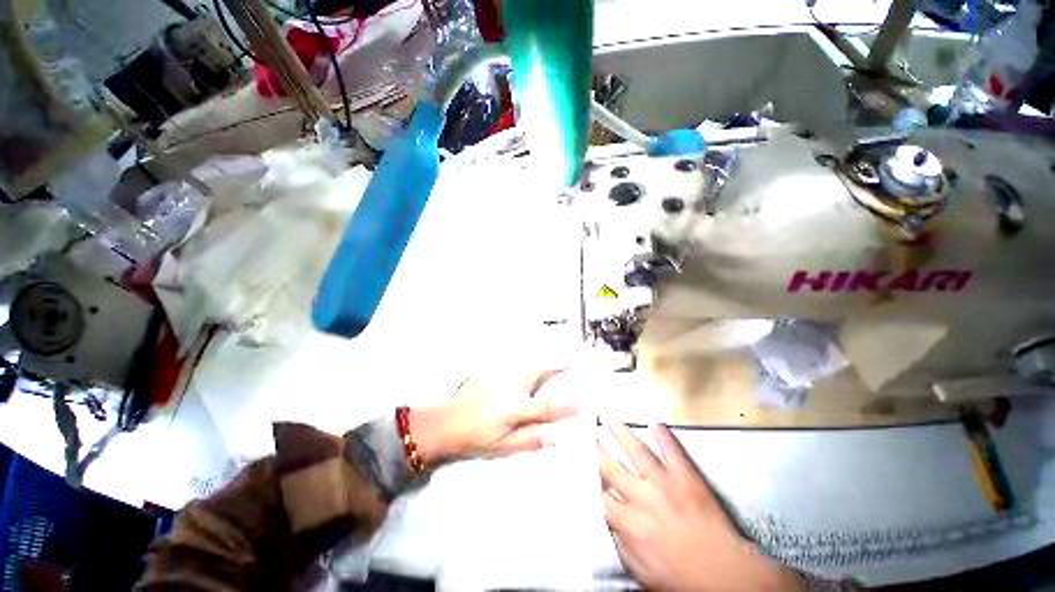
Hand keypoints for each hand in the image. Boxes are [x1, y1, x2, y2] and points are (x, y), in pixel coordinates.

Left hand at [410, 370, 576, 465]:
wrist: (442, 424)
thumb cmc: (472, 439)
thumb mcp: (502, 447)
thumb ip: (530, 440)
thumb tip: (555, 437)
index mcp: (513, 410)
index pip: (547, 406)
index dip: (568, 405)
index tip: (585, 400)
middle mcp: (509, 390)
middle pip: (537, 373)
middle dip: (555, 364)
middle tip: (569, 359)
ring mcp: (497, 379)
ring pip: (524, 365)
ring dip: (540, 362)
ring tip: (554, 357)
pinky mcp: (488, 374)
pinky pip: (509, 366)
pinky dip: (521, 364)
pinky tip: (523, 365)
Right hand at [599, 421, 802, 591]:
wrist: (724, 577)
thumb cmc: (680, 578)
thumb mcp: (640, 571)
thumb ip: (618, 542)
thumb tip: (604, 519)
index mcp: (628, 522)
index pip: (598, 494)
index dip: (586, 476)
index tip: (577, 461)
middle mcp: (641, 497)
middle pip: (611, 466)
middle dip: (595, 448)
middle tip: (585, 431)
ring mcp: (664, 483)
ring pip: (637, 452)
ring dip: (621, 432)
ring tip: (610, 417)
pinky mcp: (686, 477)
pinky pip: (673, 452)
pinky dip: (664, 436)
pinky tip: (654, 422)